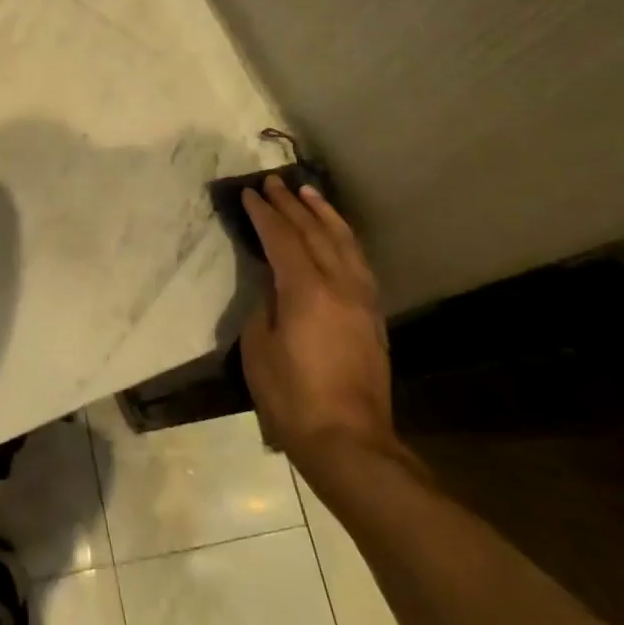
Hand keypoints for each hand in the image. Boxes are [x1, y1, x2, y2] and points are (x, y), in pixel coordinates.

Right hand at [239, 176, 396, 458]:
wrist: (349, 442)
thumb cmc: (292, 397)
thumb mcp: (259, 347)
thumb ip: (265, 306)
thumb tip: (274, 286)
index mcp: (305, 291)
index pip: (283, 238)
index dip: (264, 214)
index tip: (250, 193)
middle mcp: (339, 285)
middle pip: (315, 233)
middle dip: (292, 205)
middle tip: (274, 182)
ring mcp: (362, 300)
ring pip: (344, 243)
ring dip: (324, 215)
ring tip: (310, 193)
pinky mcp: (373, 317)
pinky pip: (358, 263)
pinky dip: (344, 239)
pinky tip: (337, 235)